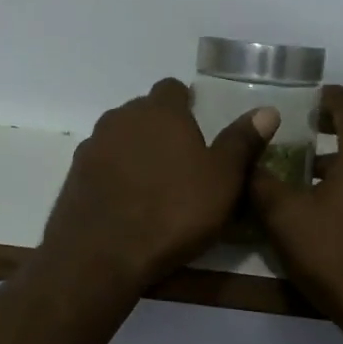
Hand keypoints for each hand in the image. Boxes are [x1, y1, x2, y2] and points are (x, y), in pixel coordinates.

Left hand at [39, 79, 277, 288]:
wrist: (100, 254)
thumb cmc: (172, 212)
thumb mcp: (222, 180)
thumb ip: (242, 142)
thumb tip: (267, 111)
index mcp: (160, 111)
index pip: (172, 89)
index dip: (186, 103)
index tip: (198, 126)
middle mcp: (121, 118)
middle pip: (144, 112)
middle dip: (161, 128)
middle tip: (183, 160)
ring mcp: (92, 146)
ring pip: (120, 137)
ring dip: (136, 151)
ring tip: (155, 184)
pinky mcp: (74, 175)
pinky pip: (102, 165)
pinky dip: (115, 175)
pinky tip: (127, 202)